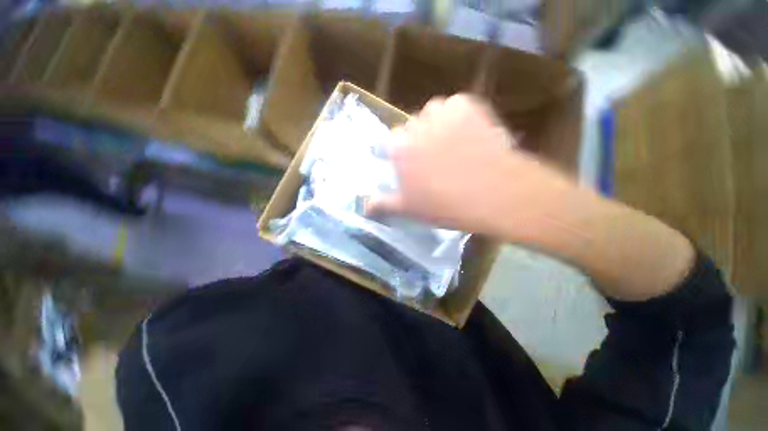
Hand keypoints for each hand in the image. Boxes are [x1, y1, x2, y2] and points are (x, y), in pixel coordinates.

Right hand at [369, 94, 579, 239]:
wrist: (494, 194)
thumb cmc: (446, 205)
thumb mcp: (410, 209)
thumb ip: (384, 204)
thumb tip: (364, 207)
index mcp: (399, 147)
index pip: (389, 142)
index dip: (399, 153)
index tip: (409, 165)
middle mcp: (416, 124)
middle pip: (411, 127)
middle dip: (418, 140)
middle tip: (434, 159)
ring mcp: (442, 112)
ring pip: (432, 113)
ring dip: (436, 125)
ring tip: (451, 145)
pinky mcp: (468, 105)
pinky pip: (456, 106)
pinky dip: (458, 116)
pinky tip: (468, 135)